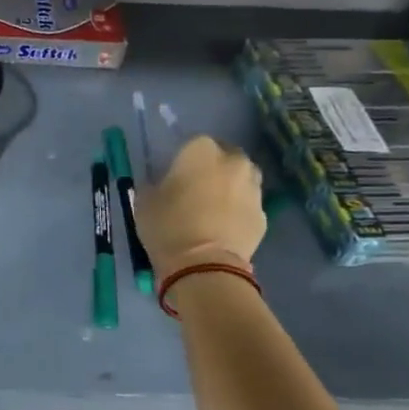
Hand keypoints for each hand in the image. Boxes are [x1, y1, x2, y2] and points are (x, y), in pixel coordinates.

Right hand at [134, 136, 266, 279]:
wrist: (204, 266)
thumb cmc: (168, 226)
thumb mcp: (145, 201)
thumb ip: (154, 184)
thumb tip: (160, 184)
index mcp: (201, 149)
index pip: (192, 143)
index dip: (182, 160)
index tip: (173, 177)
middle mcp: (233, 161)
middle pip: (223, 157)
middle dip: (211, 169)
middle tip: (194, 190)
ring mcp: (253, 187)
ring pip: (239, 179)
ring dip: (228, 187)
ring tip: (210, 209)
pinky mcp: (263, 214)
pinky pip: (246, 205)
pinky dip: (237, 211)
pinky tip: (222, 227)